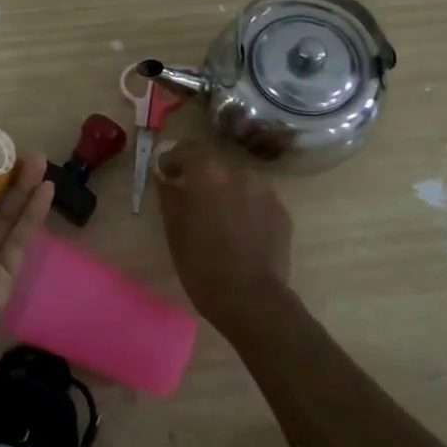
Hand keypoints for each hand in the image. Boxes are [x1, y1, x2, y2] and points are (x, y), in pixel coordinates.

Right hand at [156, 139, 293, 328]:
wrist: (251, 298)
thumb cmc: (202, 263)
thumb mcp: (174, 230)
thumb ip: (169, 196)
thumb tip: (166, 180)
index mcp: (208, 173)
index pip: (188, 149)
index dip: (173, 158)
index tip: (165, 173)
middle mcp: (239, 173)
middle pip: (215, 163)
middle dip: (200, 174)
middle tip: (189, 195)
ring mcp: (265, 191)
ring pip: (238, 181)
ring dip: (224, 190)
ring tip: (216, 215)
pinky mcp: (281, 212)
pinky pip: (256, 199)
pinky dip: (244, 206)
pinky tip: (238, 230)